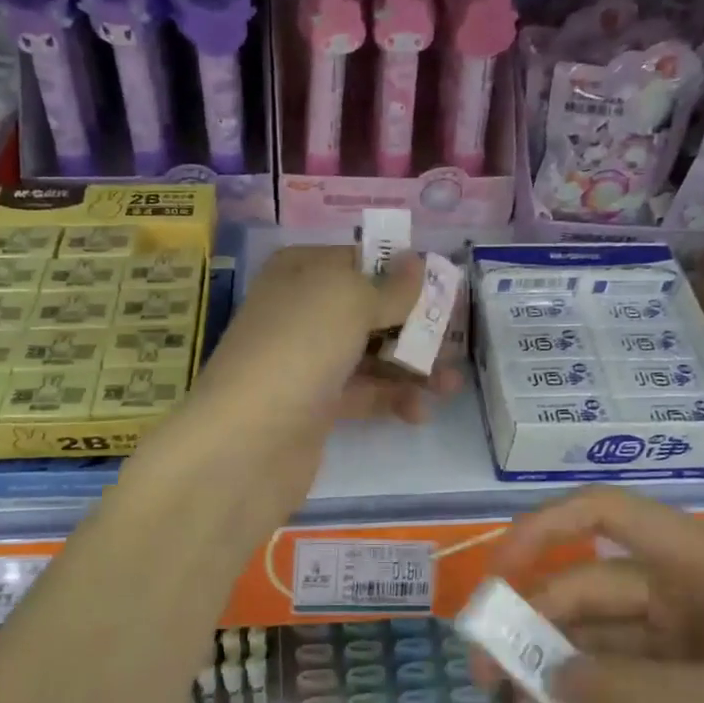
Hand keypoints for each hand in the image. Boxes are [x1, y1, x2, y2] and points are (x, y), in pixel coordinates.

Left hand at [181, 247, 463, 506]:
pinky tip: (419, 412)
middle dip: (415, 323)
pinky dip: (393, 398)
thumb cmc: (299, 348)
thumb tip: (416, 262)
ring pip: (372, 353)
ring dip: (413, 366)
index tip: (445, 288)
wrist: (246, 442)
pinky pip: (364, 392)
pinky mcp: (315, 406)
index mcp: (301, 271)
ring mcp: (307, 360)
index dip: (402, 271)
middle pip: (370, 309)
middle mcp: (302, 311)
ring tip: (451, 385)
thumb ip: (391, 287)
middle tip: (457, 340)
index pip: (360, 260)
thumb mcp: (349, 301)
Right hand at [479, 489, 703, 702]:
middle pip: (592, 594)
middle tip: (496, 691)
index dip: (541, 531)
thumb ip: (633, 692)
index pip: (603, 514)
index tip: (496, 577)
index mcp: (701, 561)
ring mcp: (698, 639)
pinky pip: (635, 686)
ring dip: (564, 684)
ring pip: (607, 647)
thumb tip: (543, 679)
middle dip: (541, 638)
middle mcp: (690, 588)